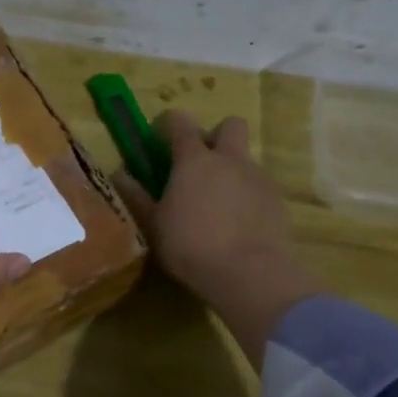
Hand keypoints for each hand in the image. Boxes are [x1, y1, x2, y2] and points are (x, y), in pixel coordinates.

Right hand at [116, 110, 325, 367]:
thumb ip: (137, 196)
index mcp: (194, 160)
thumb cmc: (190, 245)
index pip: (180, 123)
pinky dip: (248, 196)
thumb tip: (119, 175)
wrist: (249, 273)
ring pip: (246, 159)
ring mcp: (258, 178)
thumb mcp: (154, 224)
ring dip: (232, 170)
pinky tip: (239, 223)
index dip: (169, 124)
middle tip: (201, 163)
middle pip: (230, 125)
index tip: (160, 138)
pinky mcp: (278, 201)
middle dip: (216, 136)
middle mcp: (229, 160)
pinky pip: (260, 186)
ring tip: (219, 203)